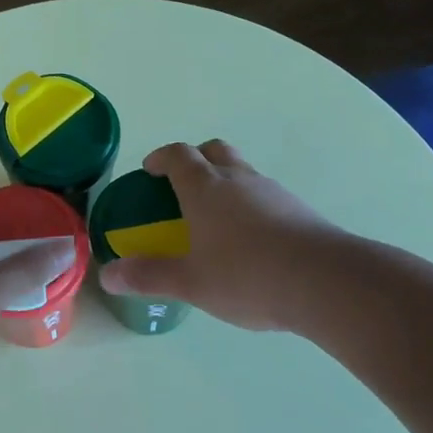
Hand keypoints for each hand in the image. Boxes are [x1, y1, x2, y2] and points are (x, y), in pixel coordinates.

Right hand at [99, 140, 340, 332]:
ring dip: (226, 182)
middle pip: (213, 150)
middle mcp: (237, 179)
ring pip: (242, 171)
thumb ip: (148, 276)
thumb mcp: (190, 282)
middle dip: (195, 159)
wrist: (325, 282)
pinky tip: (253, 241)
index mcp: (204, 187)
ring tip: (217, 219)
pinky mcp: (299, 209)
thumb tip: (107, 275)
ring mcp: (272, 191)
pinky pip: (266, 195)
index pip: (178, 155)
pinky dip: (251, 205)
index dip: (161, 158)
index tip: (150, 170)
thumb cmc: (246, 275)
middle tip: (183, 185)